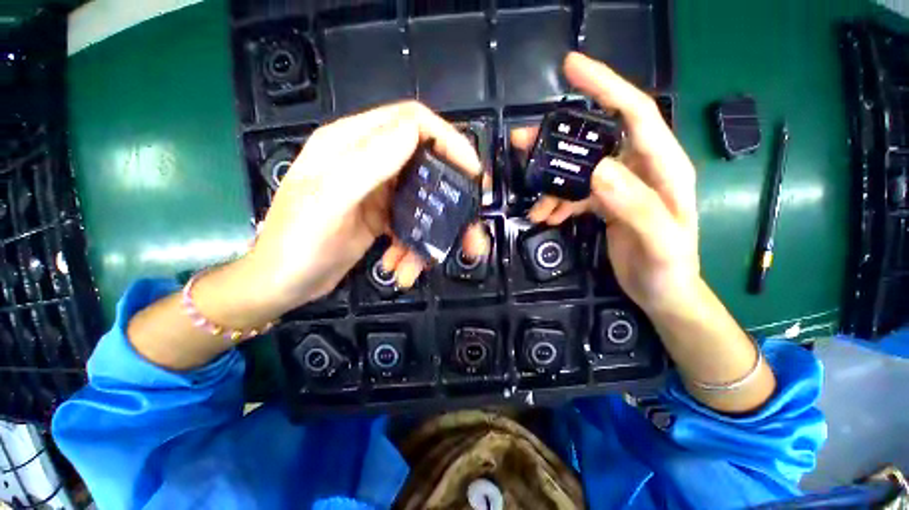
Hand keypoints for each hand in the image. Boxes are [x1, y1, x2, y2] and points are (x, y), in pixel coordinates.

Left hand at [247, 101, 489, 314]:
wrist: (282, 284)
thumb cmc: (296, 243)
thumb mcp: (328, 200)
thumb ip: (368, 164)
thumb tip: (414, 131)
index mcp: (351, 144)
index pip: (412, 122)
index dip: (448, 140)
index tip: (472, 171)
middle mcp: (369, 162)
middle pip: (425, 163)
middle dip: (449, 196)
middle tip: (467, 226)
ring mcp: (378, 191)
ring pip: (422, 200)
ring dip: (430, 233)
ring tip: (420, 263)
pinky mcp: (382, 216)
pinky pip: (412, 224)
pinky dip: (413, 246)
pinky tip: (400, 265)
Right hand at [511, 53, 698, 313]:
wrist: (663, 292)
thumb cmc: (669, 269)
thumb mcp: (659, 242)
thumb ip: (635, 205)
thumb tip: (598, 171)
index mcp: (663, 168)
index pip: (636, 112)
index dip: (605, 86)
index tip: (571, 68)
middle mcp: (641, 169)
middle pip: (597, 138)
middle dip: (559, 140)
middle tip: (523, 142)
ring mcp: (621, 186)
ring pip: (579, 169)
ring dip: (552, 182)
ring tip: (536, 205)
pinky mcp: (607, 202)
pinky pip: (576, 193)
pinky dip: (558, 202)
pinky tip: (546, 216)